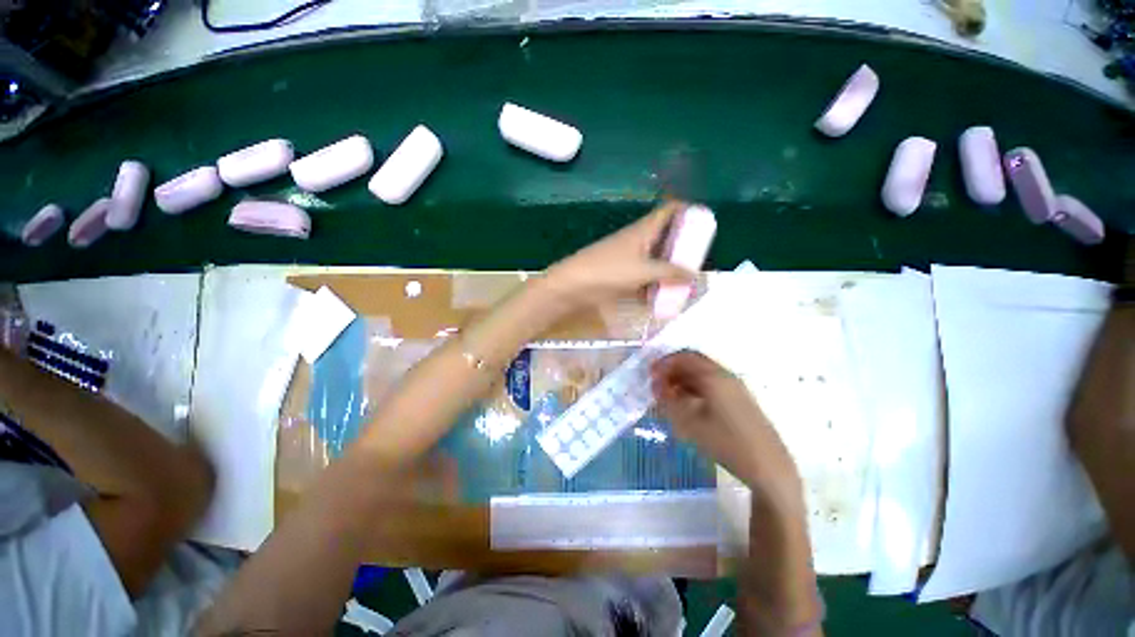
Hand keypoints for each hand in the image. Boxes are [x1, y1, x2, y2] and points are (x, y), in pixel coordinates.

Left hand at [542, 201, 694, 312]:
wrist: (571, 286)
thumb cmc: (607, 271)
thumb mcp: (643, 271)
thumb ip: (670, 272)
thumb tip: (695, 274)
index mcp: (643, 230)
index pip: (669, 211)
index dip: (687, 211)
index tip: (704, 223)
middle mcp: (637, 241)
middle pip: (665, 238)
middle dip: (682, 248)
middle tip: (699, 261)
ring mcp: (628, 259)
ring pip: (655, 260)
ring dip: (669, 270)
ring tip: (686, 283)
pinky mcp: (620, 275)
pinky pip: (643, 277)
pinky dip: (654, 285)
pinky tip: (664, 298)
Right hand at [651, 351, 803, 510]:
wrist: (768, 467)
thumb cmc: (726, 442)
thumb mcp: (690, 423)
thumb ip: (669, 401)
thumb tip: (656, 386)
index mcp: (714, 376)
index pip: (684, 357)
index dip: (664, 363)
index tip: (650, 374)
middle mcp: (725, 375)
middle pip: (694, 362)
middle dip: (672, 370)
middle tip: (657, 384)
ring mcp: (735, 387)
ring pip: (702, 374)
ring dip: (683, 379)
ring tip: (668, 395)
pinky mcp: (739, 400)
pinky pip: (711, 384)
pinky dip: (694, 388)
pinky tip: (686, 403)